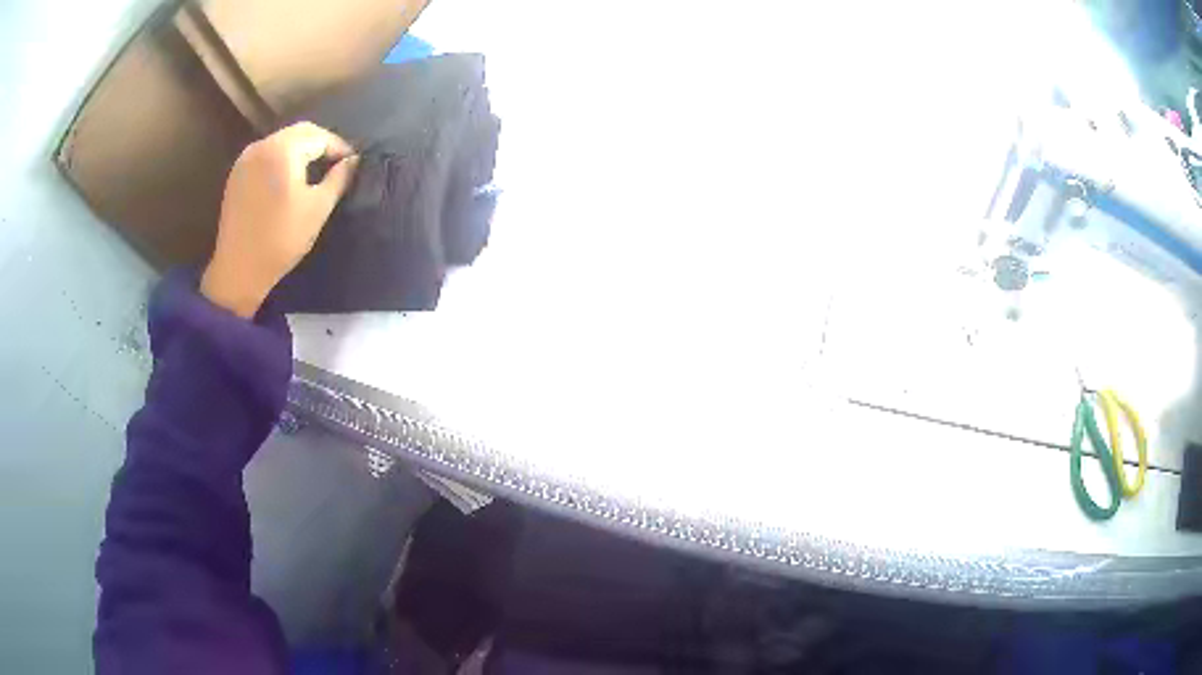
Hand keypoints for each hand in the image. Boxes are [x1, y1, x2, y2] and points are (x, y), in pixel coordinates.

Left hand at [201, 122, 358, 317]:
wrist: (239, 269)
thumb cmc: (281, 239)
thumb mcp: (318, 208)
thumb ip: (339, 178)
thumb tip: (353, 161)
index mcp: (283, 149)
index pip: (320, 136)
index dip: (340, 148)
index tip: (352, 164)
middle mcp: (263, 145)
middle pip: (299, 133)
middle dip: (321, 144)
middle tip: (336, 164)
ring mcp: (246, 159)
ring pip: (282, 142)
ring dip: (301, 150)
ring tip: (314, 171)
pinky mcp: (237, 174)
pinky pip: (266, 155)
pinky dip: (282, 159)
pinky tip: (288, 179)